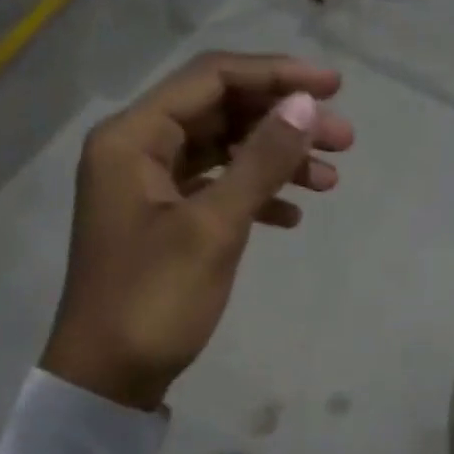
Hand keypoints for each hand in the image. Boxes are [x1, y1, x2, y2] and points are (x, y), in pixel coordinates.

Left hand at [41, 52, 353, 409]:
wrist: (108, 377)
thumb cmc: (154, 300)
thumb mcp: (214, 228)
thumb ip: (260, 162)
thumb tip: (304, 105)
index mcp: (133, 137)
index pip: (212, 79)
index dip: (276, 76)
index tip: (334, 88)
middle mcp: (136, 150)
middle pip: (220, 113)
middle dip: (283, 122)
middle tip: (344, 142)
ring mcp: (148, 188)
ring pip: (222, 153)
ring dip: (275, 162)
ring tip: (330, 182)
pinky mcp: (163, 222)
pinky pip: (214, 190)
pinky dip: (253, 196)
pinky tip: (292, 217)